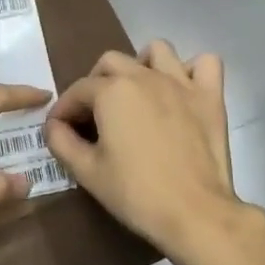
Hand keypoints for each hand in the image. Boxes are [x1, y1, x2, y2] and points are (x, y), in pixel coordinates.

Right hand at [45, 41, 249, 259]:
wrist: (194, 213)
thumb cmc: (135, 193)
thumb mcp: (87, 172)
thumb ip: (61, 142)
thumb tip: (53, 126)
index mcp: (111, 91)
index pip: (77, 90)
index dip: (64, 109)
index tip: (60, 130)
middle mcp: (144, 76)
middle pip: (111, 63)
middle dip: (96, 83)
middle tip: (94, 114)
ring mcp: (181, 83)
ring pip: (157, 51)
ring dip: (142, 65)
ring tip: (137, 93)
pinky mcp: (210, 97)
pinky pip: (206, 63)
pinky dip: (192, 70)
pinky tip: (182, 91)